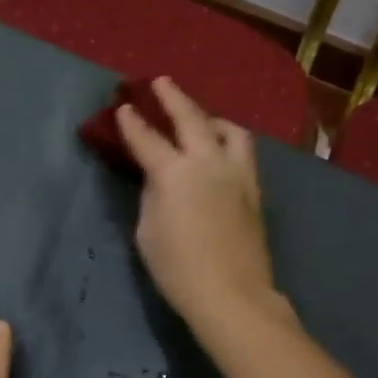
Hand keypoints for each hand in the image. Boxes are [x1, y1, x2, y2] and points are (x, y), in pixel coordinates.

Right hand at [117, 77, 282, 332]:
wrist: (231, 294)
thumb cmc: (178, 269)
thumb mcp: (148, 231)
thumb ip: (152, 195)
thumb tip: (158, 178)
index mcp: (175, 173)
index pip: (148, 139)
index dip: (132, 123)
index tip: (123, 107)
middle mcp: (208, 163)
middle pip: (191, 119)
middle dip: (173, 98)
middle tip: (161, 83)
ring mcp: (237, 174)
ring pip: (228, 130)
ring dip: (210, 117)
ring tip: (201, 118)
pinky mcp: (254, 190)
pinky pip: (242, 153)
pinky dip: (228, 141)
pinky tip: (220, 150)